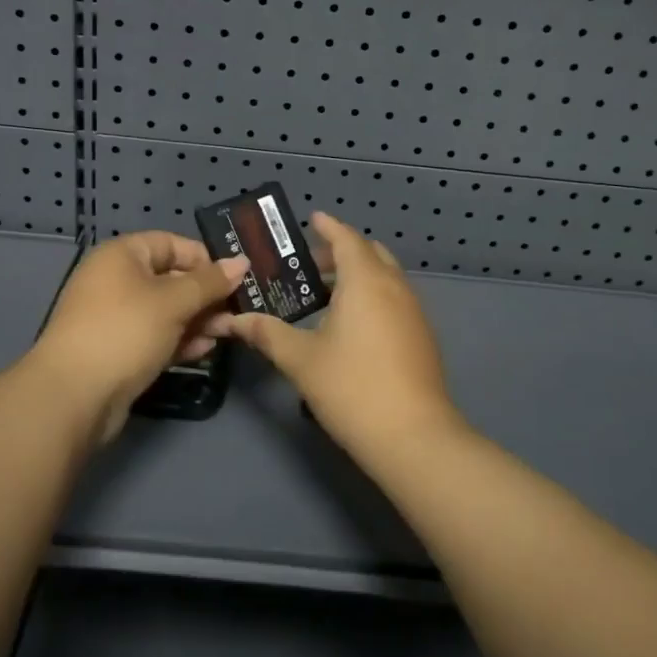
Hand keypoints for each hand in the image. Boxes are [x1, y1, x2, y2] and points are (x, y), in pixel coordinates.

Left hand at [30, 231, 248, 442]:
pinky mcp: (119, 349)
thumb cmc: (125, 331)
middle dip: (206, 294)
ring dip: (197, 320)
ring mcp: (116, 317)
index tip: (235, 278)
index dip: (204, 258)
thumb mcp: (174, 302)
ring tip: (228, 333)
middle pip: (171, 278)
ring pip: (166, 310)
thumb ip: (210, 282)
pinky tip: (205, 350)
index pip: (172, 244)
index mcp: (122, 255)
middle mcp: (117, 280)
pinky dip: (180, 340)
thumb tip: (242, 262)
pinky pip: (156, 336)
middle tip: (239, 310)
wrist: (74, 396)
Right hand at [204, 213, 464, 461]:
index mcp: (365, 281)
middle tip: (309, 264)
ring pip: (386, 277)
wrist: (413, 437)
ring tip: (325, 294)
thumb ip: (268, 334)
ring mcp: (414, 312)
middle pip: (370, 253)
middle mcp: (394, 287)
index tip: (313, 219)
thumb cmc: (351, 387)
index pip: (347, 239)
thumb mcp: (301, 359)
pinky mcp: (422, 336)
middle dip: (342, 251)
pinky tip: (351, 325)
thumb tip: (235, 321)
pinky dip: (373, 295)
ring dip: (358, 275)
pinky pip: (395, 299)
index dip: (329, 226)